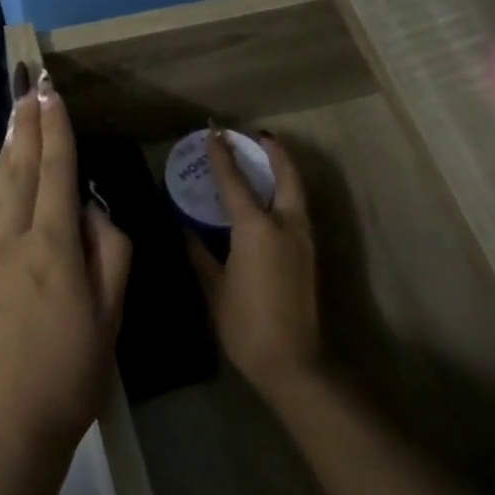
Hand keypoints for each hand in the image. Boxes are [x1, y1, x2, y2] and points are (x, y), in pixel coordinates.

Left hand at [0, 63, 131, 470]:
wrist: (0, 435)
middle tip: (28, 88)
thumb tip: (91, 212)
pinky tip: (8, 196)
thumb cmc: (69, 379)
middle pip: (18, 172)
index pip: (55, 173)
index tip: (51, 94)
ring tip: (15, 123)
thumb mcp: (110, 319)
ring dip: (9, 155)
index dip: (55, 131)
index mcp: (52, 248)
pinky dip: (1, 201)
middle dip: (26, 127)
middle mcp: (9, 243)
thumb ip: (108, 255)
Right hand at [186, 128, 322, 401]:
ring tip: (264, 157)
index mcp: (256, 229)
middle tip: (255, 135)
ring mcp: (302, 238)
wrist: (293, 361)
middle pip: (284, 175)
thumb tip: (185, 230)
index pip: (235, 182)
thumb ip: (200, 253)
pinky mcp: (308, 253)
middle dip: (272, 151)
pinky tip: (269, 197)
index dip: (222, 156)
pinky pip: (296, 208)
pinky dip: (285, 191)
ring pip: (296, 190)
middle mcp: (285, 224)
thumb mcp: (215, 288)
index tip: (213, 132)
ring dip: (282, 169)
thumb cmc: (246, 324)